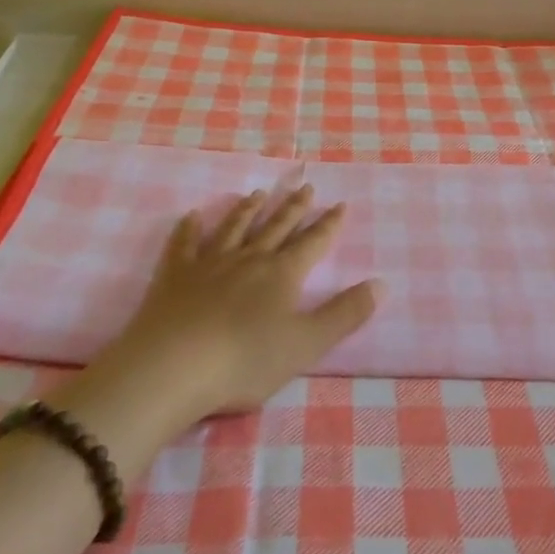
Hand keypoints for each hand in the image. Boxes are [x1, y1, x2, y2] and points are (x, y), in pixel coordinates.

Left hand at [64, 186, 378, 427]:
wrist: (173, 367)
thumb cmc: (245, 361)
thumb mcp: (307, 344)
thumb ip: (345, 314)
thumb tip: (381, 283)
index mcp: (282, 274)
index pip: (312, 243)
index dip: (328, 225)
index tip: (340, 204)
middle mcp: (248, 258)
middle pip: (276, 228)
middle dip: (294, 208)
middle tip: (306, 186)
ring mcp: (209, 263)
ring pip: (234, 228)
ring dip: (248, 210)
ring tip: (258, 193)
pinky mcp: (175, 275)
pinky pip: (184, 244)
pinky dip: (189, 228)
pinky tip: (193, 215)